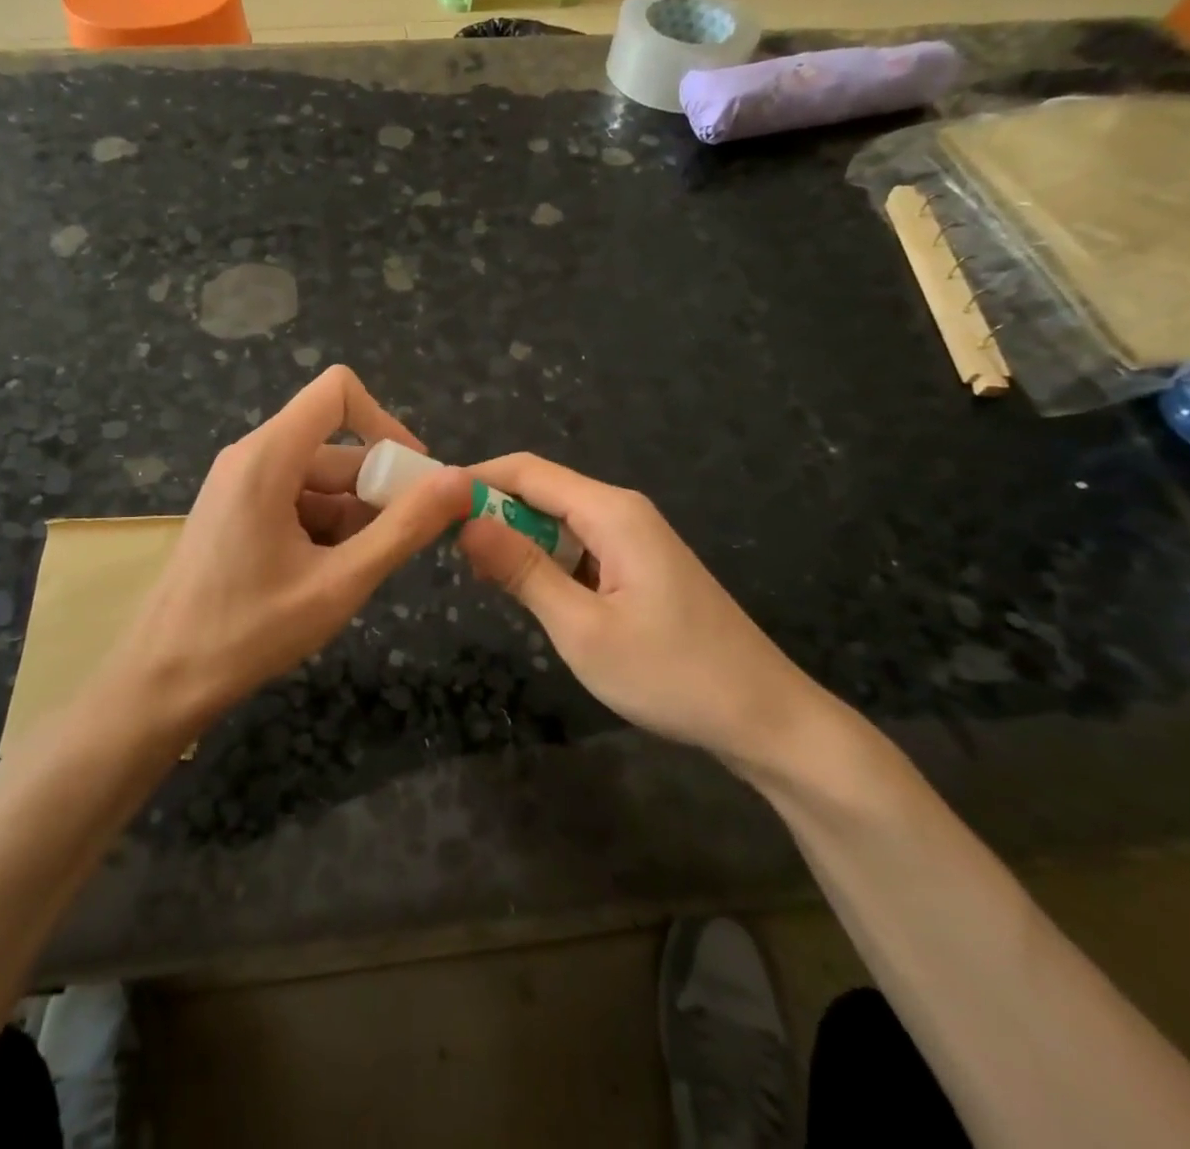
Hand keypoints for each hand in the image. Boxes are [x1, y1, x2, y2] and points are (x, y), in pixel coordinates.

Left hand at [113, 367, 468, 718]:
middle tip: (404, 545)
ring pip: (319, 481)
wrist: (164, 679)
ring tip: (357, 574)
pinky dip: (325, 530)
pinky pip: (296, 502)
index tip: (413, 477)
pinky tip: (328, 578)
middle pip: (335, 448)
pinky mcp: (236, 512)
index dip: (385, 422)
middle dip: (378, 490)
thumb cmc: (250, 630)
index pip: (337, 392)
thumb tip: (460, 480)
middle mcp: (251, 457)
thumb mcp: (340, 582)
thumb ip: (404, 528)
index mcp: (268, 457)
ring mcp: (240, 485)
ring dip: (353, 518)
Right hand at [455, 453, 824, 771]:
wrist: (764, 717)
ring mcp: (633, 539)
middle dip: (490, 512)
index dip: (473, 479)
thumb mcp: (582, 628)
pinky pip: (579, 547)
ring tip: (478, 577)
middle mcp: (621, 511)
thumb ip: (523, 570)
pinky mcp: (638, 566)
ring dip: (516, 541)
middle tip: (443, 549)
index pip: (526, 471)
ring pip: (557, 521)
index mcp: (610, 511)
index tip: (426, 503)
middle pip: (540, 491)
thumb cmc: (671, 674)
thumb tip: (466, 522)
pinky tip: (527, 592)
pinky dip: (545, 561)